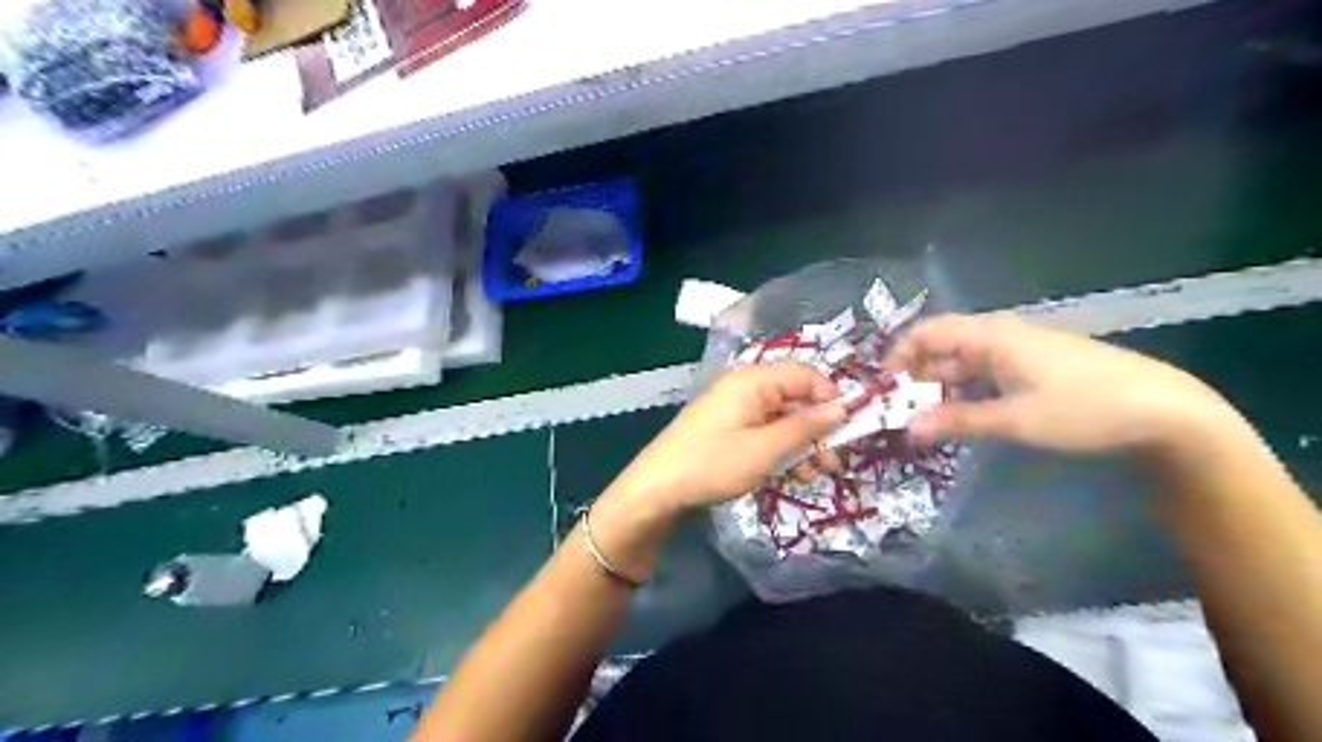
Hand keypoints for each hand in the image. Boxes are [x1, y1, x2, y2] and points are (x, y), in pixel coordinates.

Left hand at [608, 360, 845, 512]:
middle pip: (793, 396)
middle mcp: (743, 388)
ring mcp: (733, 409)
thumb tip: (841, 408)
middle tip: (836, 459)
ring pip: (780, 417)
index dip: (830, 395)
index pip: (803, 373)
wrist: (655, 490)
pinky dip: (781, 449)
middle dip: (818, 426)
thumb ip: (804, 428)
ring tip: (819, 474)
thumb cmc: (711, 465)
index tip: (850, 425)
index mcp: (751, 382)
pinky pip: (763, 431)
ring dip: (802, 442)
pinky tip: (794, 474)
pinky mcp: (726, 429)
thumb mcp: (764, 450)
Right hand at [886, 309, 1239, 450]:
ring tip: (924, 416)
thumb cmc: (1081, 408)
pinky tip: (964, 413)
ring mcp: (1020, 350)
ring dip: (941, 385)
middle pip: (943, 345)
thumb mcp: (1013, 419)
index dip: (900, 354)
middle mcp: (1001, 335)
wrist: (1163, 409)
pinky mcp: (1036, 366)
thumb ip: (957, 420)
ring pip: (965, 361)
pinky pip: (986, 371)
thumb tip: (908, 427)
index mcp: (990, 336)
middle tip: (899, 409)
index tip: (883, 386)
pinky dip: (966, 389)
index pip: (928, 331)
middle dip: (917, 374)